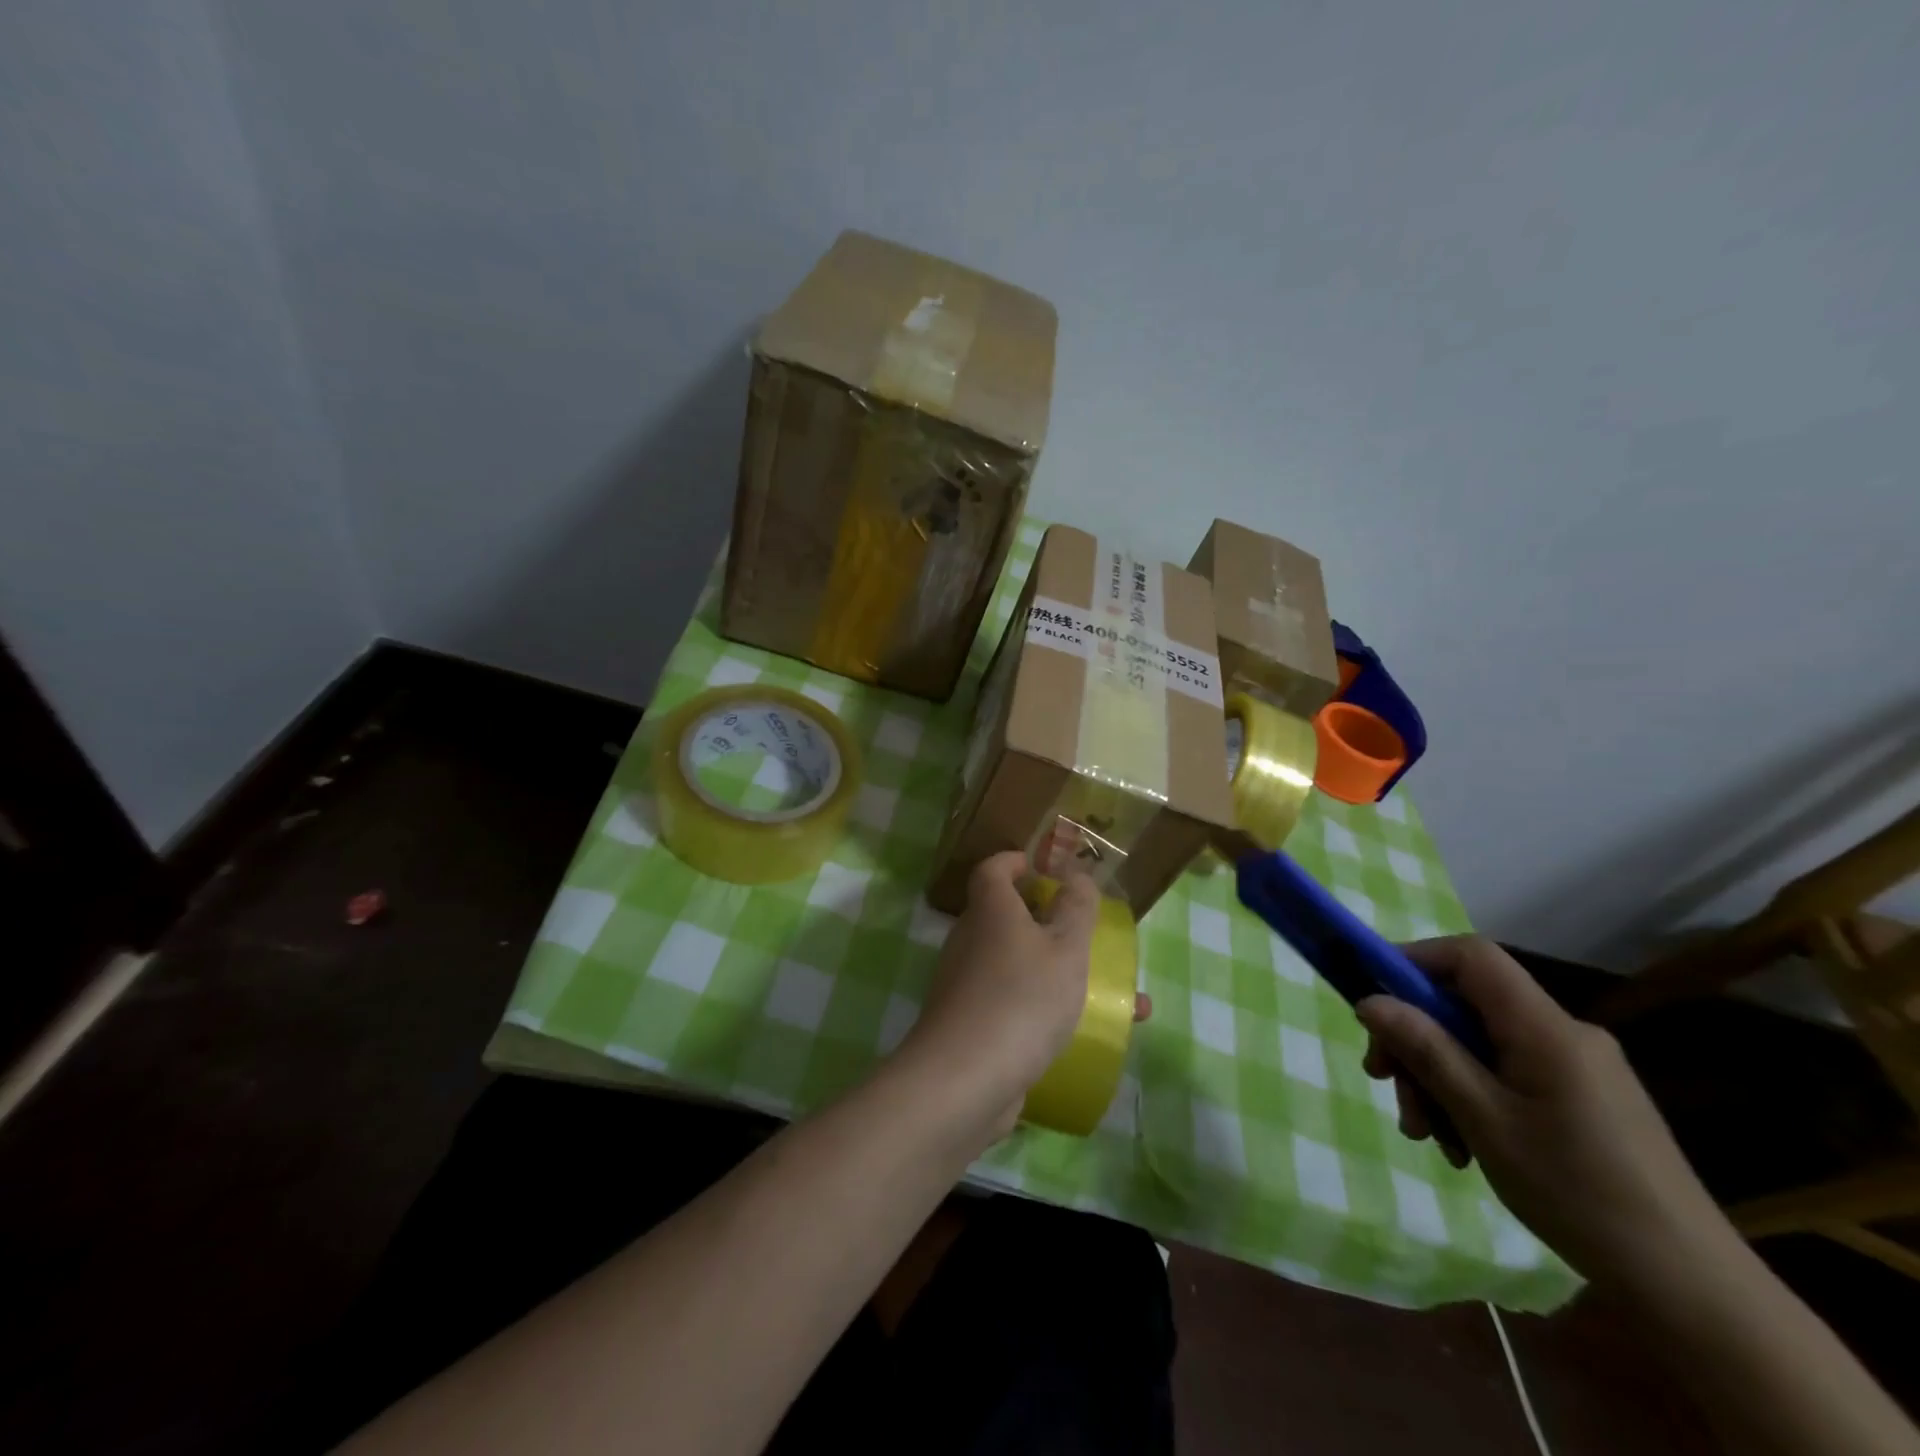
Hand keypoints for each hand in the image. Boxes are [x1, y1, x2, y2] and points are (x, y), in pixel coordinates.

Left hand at [898, 852, 1101, 1140]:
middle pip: (1005, 918)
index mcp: (990, 911)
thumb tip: (1076, 875)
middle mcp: (970, 941)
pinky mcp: (969, 1026)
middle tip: (1085, 935)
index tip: (1040, 867)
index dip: (1014, 862)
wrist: (964, 1080)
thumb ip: (1076, 908)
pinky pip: (1014, 1004)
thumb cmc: (1021, 998)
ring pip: (1018, 967)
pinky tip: (1085, 1036)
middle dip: (1048, 924)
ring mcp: (965, 986)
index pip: (992, 870)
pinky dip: (1045, 1010)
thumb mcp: (1065, 948)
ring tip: (1115, 998)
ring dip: (1058, 973)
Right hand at [1356, 936, 1730, 1288]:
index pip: (1471, 956)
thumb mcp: (1484, 1120)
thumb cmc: (1578, 1193)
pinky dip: (1473, 1097)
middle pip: (1467, 1005)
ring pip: (1482, 1044)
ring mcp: (1578, 1067)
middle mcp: (1564, 1033)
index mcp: (1546, 1028)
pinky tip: (1464, 1146)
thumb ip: (1427, 1051)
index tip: (1373, 998)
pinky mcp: (1584, 1098)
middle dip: (1417, 1038)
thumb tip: (1370, 1000)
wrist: (1691, 1288)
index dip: (1415, 960)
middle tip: (1384, 1082)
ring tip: (1427, 1135)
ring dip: (1440, 1078)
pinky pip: (1508, 1074)